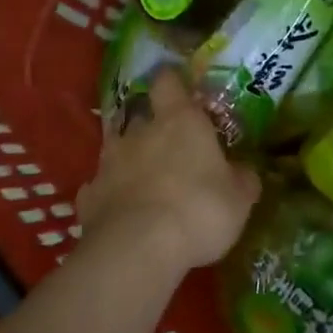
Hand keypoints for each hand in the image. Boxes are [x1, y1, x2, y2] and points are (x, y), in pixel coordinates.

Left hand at [75, 69, 260, 281]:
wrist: (137, 250)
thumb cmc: (199, 211)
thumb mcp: (239, 199)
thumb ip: (242, 179)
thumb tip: (244, 171)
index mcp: (179, 121)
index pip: (168, 82)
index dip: (172, 82)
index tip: (180, 90)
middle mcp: (139, 133)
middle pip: (140, 114)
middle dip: (151, 126)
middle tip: (168, 145)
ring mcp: (108, 163)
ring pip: (116, 149)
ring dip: (129, 159)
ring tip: (143, 179)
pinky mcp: (88, 196)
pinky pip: (100, 187)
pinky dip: (110, 194)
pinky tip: (121, 212)